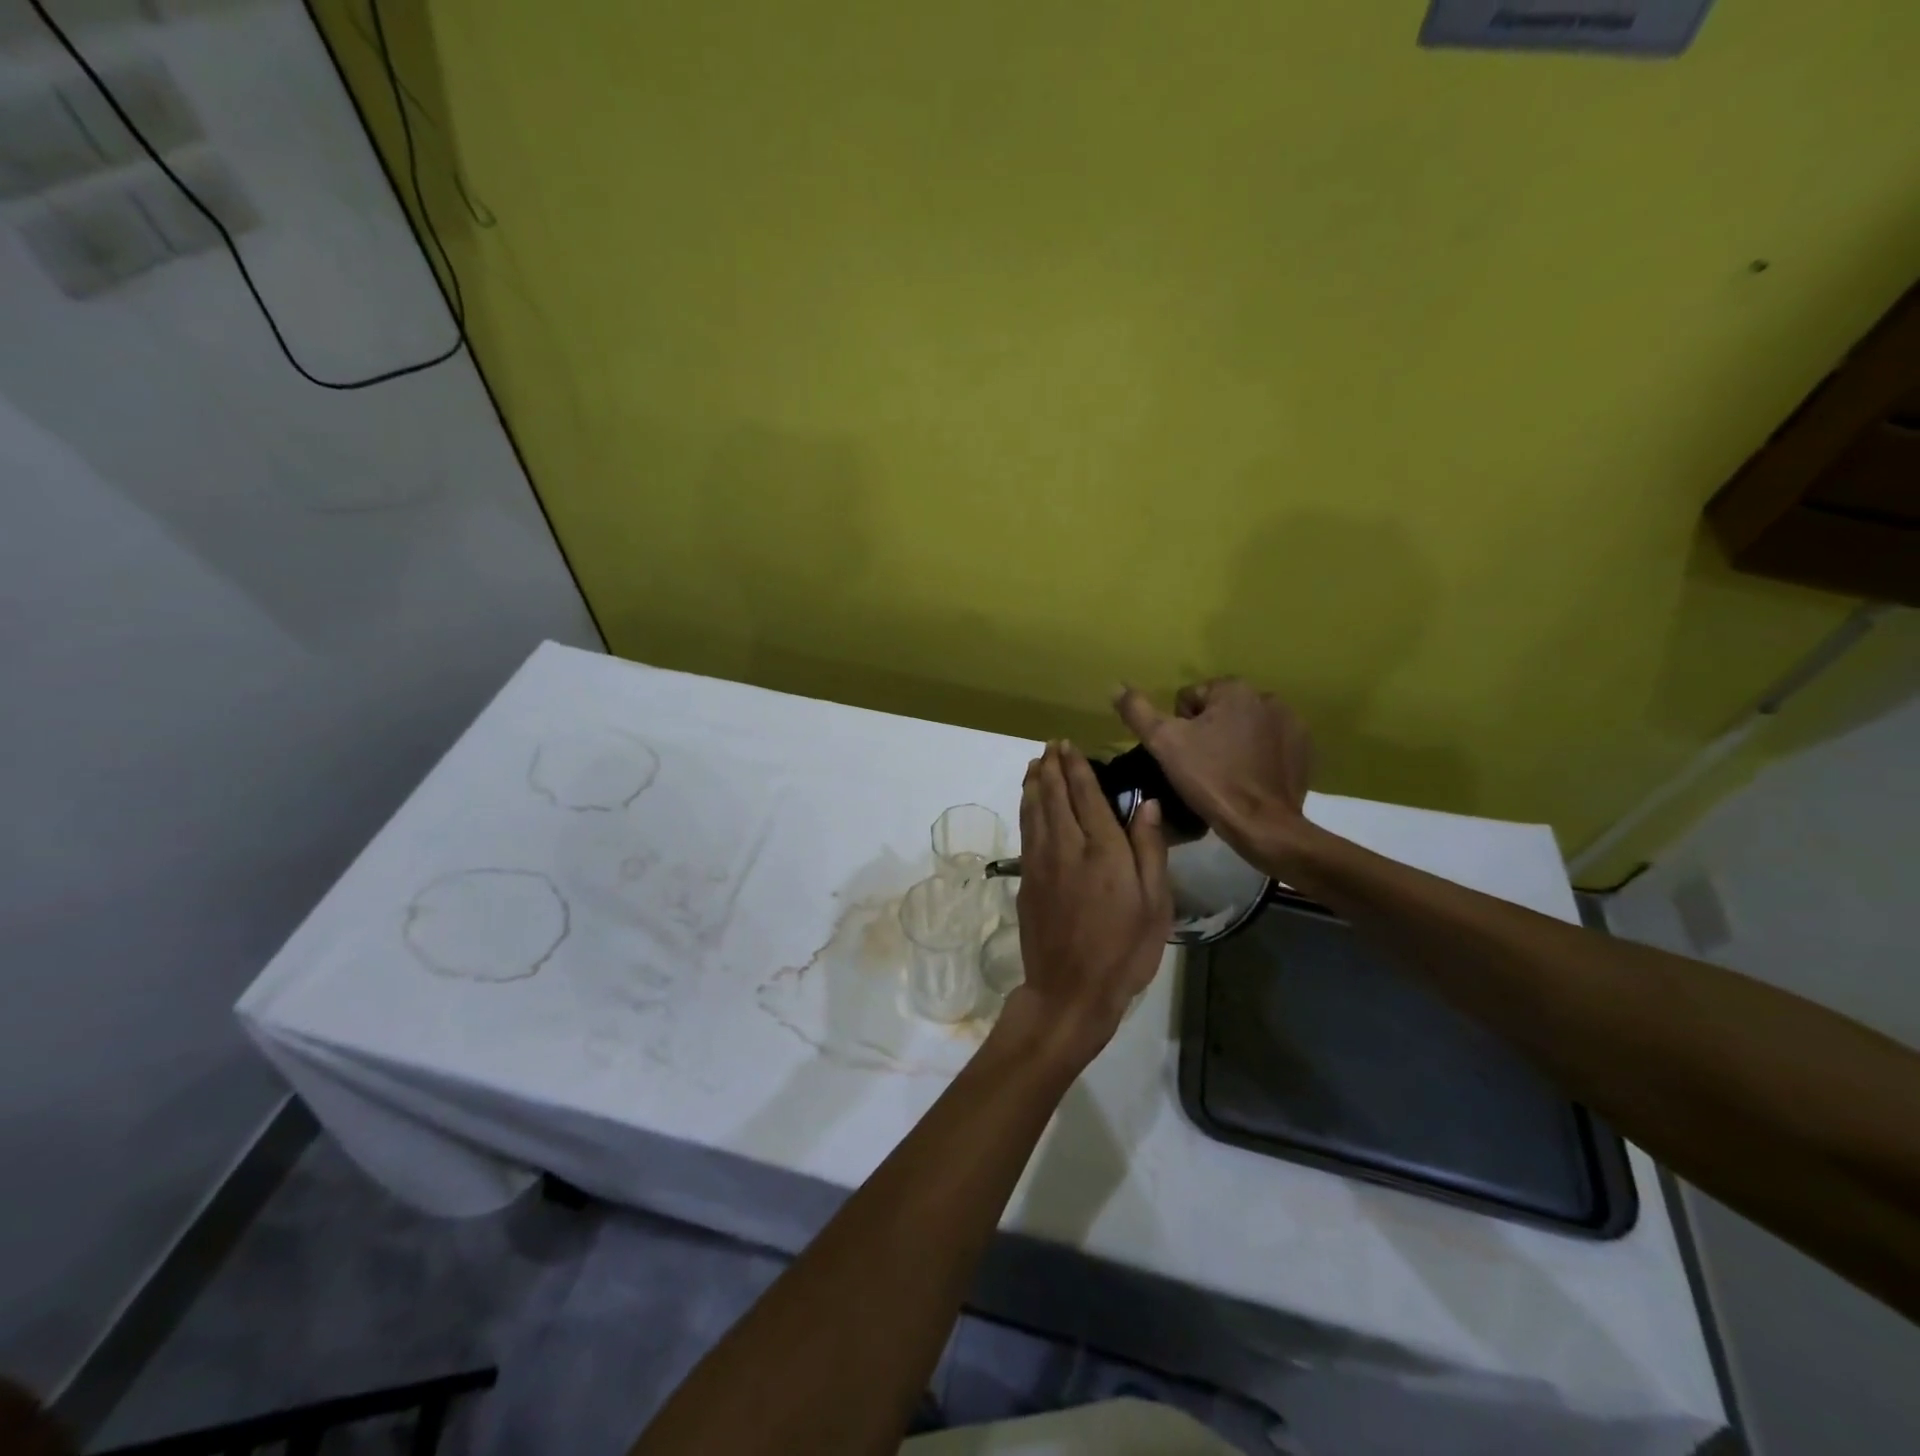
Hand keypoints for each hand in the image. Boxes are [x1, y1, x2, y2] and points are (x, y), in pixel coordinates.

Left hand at [1012, 741, 1171, 1062]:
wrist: (1070, 990)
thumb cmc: (1124, 950)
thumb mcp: (1154, 904)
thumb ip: (1149, 849)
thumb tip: (1147, 804)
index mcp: (1103, 849)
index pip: (1086, 795)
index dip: (1076, 767)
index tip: (1069, 745)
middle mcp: (1067, 846)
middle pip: (1054, 796)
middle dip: (1051, 767)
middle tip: (1050, 746)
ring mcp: (1041, 862)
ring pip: (1034, 810)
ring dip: (1033, 783)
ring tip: (1035, 763)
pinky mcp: (1026, 880)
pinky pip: (1025, 831)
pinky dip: (1026, 809)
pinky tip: (1028, 802)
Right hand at [1113, 680, 1312, 866]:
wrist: (1263, 825)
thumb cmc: (1210, 780)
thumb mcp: (1163, 744)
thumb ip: (1138, 711)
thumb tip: (1116, 686)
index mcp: (1234, 689)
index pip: (1189, 697)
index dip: (1179, 726)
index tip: (1184, 754)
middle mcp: (1267, 696)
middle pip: (1218, 710)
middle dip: (1207, 731)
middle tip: (1201, 766)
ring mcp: (1291, 723)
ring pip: (1244, 726)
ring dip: (1232, 741)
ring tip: (1224, 774)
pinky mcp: (1304, 748)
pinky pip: (1268, 743)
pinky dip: (1256, 755)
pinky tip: (1248, 778)